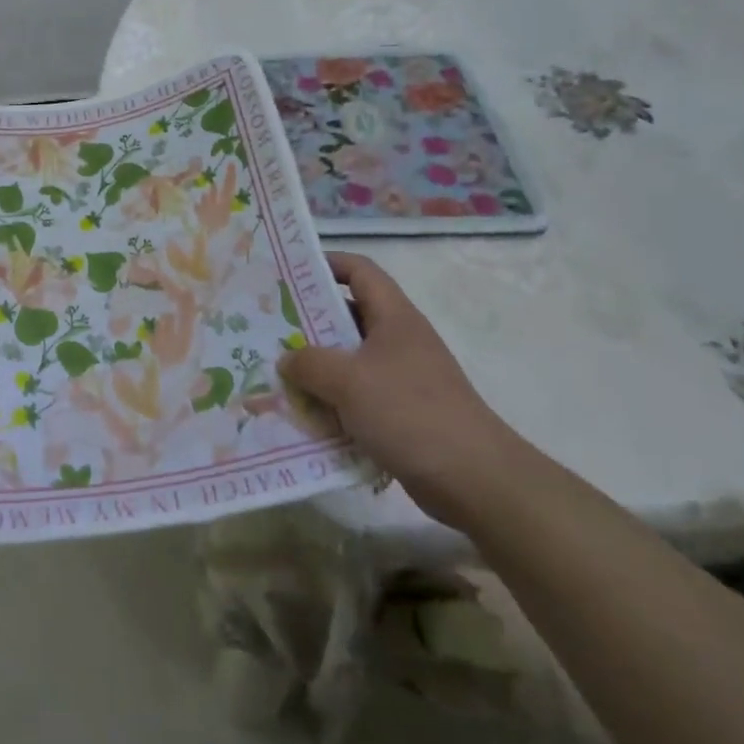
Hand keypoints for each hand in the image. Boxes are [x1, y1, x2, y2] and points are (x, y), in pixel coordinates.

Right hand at [278, 253, 528, 528]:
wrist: (473, 479)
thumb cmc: (409, 413)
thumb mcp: (348, 381)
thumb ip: (309, 363)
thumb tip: (287, 359)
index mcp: (394, 317)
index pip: (359, 271)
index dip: (326, 264)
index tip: (289, 275)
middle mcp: (399, 340)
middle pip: (349, 316)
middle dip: (309, 322)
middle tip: (270, 329)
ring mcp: (403, 377)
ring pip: (350, 359)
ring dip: (317, 367)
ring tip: (279, 373)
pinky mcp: (402, 411)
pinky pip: (358, 395)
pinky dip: (333, 401)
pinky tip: (306, 415)